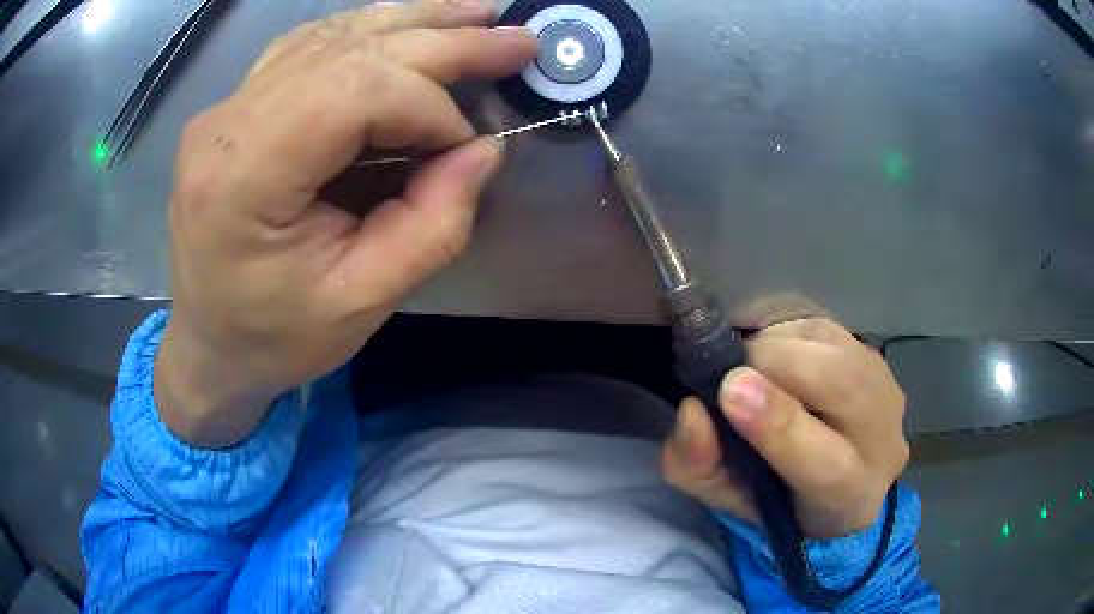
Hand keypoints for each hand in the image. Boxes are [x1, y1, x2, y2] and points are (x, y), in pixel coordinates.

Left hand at [155, 0, 537, 447]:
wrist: (208, 346)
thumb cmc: (275, 339)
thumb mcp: (362, 304)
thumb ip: (432, 225)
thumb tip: (485, 149)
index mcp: (243, 177)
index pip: (353, 92)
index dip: (428, 106)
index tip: (467, 145)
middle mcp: (225, 123)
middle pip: (347, 48)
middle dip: (442, 41)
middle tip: (513, 39)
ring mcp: (224, 108)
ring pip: (328, 34)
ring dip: (410, 21)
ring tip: (474, 17)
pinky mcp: (233, 108)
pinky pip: (307, 48)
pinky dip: (367, 34)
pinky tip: (407, 30)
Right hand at [661, 318, 908, 538]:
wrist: (841, 476)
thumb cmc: (781, 499)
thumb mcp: (728, 500)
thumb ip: (700, 467)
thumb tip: (692, 410)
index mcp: (848, 501)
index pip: (826, 465)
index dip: (780, 425)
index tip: (731, 391)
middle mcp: (884, 443)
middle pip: (842, 386)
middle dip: (775, 365)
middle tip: (730, 374)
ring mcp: (887, 390)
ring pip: (835, 347)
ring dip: (780, 346)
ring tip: (751, 369)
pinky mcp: (875, 355)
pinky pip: (826, 328)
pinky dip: (788, 334)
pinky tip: (774, 357)